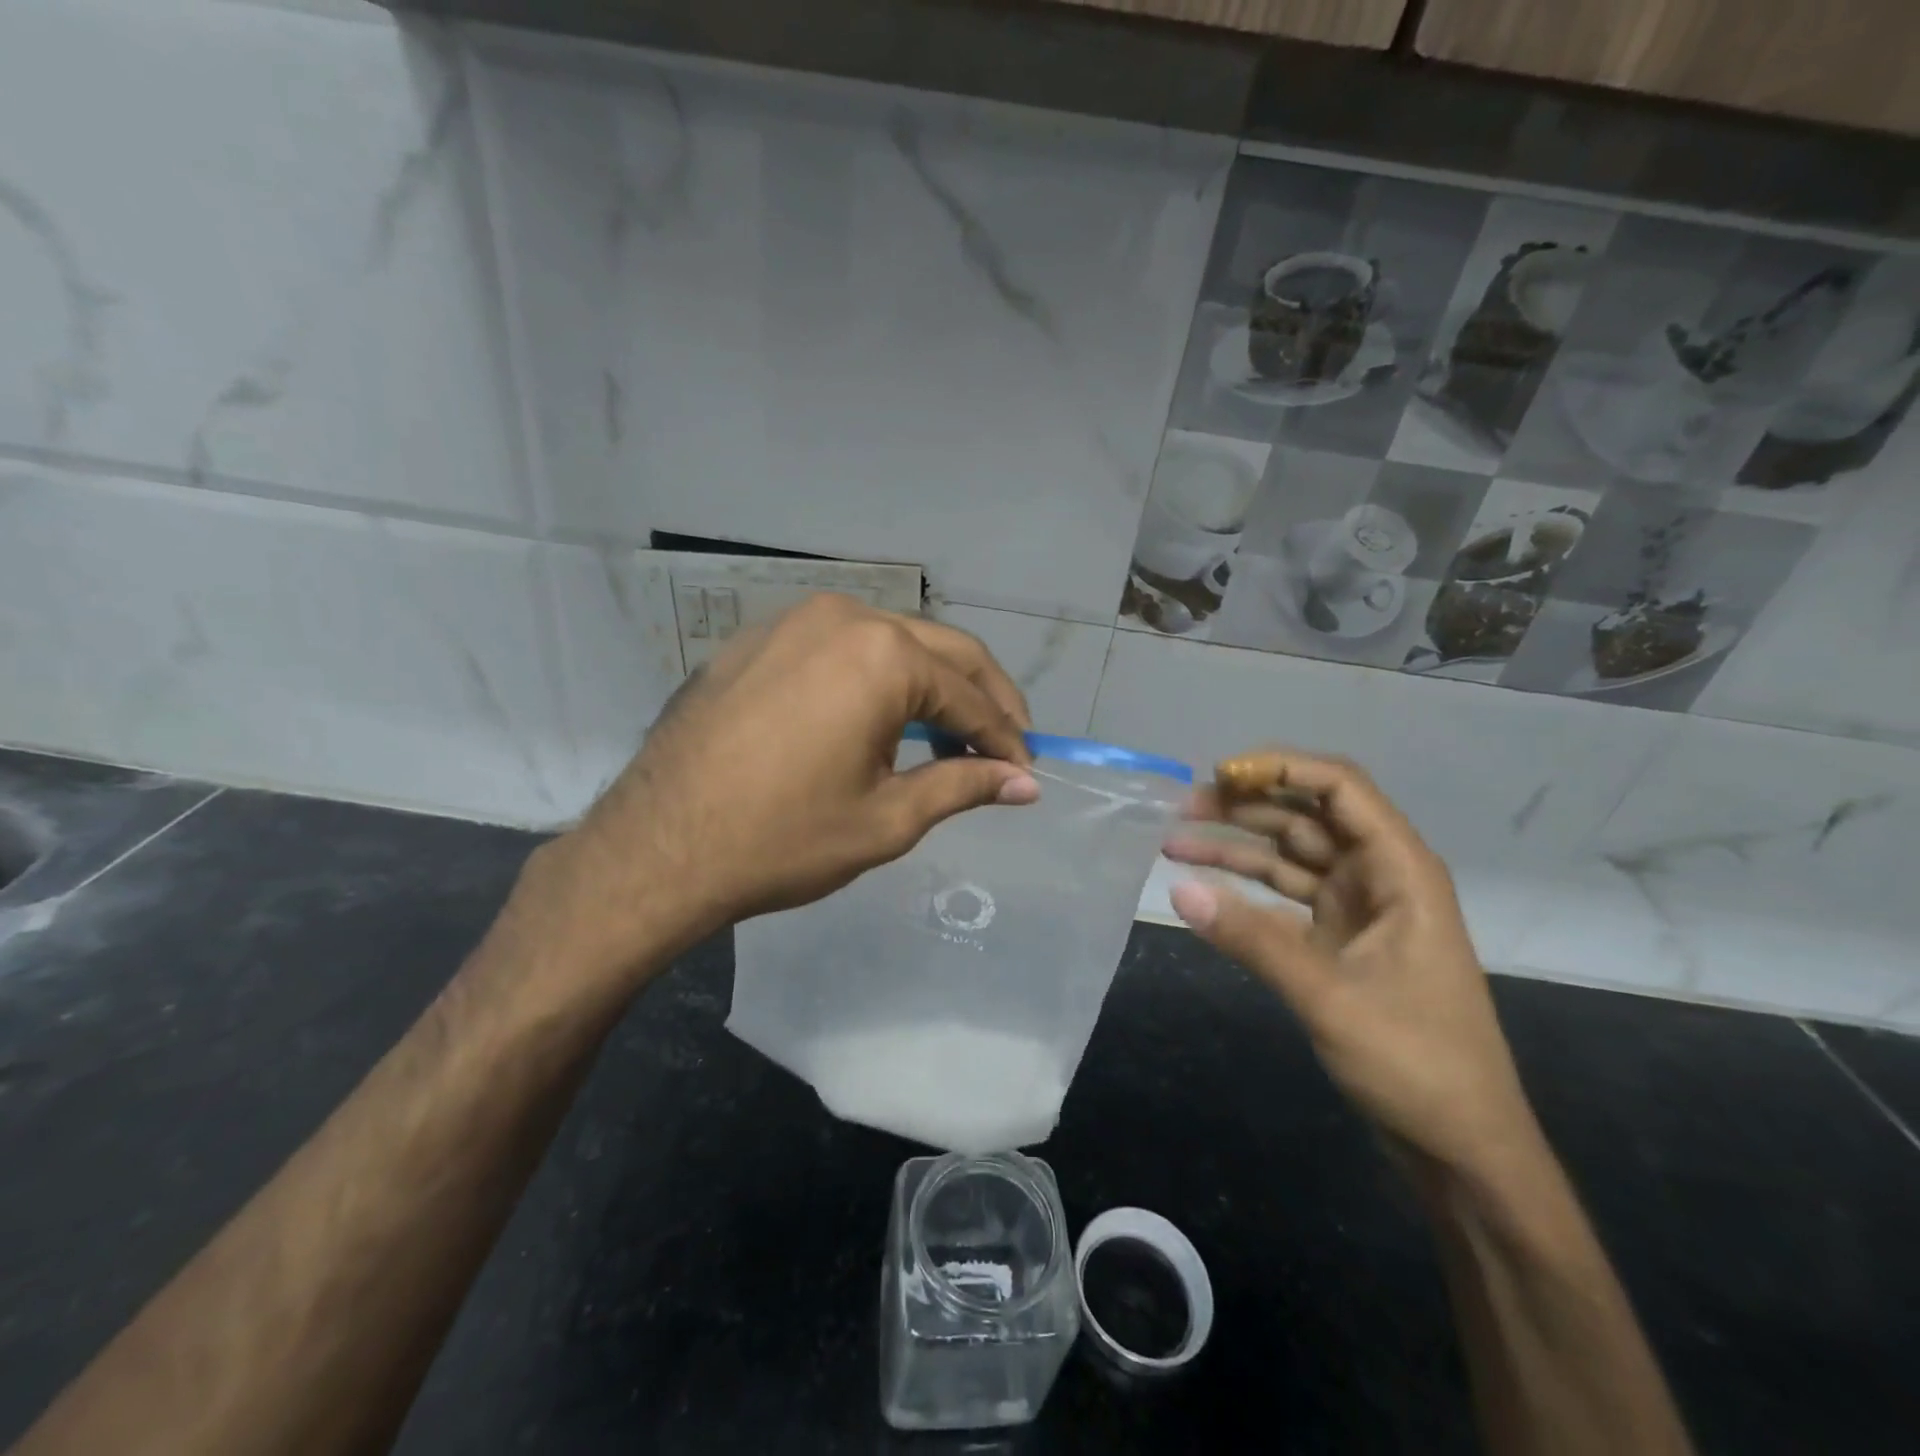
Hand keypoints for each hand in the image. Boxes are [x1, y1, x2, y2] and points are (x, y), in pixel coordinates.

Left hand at [525, 594, 1039, 987]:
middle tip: (1006, 744)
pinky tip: (879, 716)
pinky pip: (839, 647)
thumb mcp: (888, 819)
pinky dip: (875, 676)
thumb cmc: (783, 839)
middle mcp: (844, 617)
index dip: (1004, 737)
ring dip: (929, 683)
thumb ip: (964, 786)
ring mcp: (794, 620)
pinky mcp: (759, 640)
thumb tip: (1027, 783)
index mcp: (883, 656)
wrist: (658, 848)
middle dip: (981, 697)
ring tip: (948, 734)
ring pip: (890, 641)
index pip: (969, 696)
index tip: (1026, 770)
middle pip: (940, 650)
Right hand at [1164, 749, 1537, 1182]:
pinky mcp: (1335, 940)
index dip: (1282, 768)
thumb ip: (1251, 939)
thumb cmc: (1415, 1062)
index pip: (1341, 788)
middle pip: (1305, 816)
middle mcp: (1377, 877)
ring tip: (1173, 840)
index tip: (1221, 775)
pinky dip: (1243, 889)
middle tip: (1179, 808)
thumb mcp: (1328, 996)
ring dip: (1234, 845)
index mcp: (1399, 870)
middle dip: (1244, 806)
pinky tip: (1202, 887)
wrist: (1460, 1146)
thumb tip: (1179, 890)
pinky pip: (1281, 897)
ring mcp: (1355, 909)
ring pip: (1287, 855)